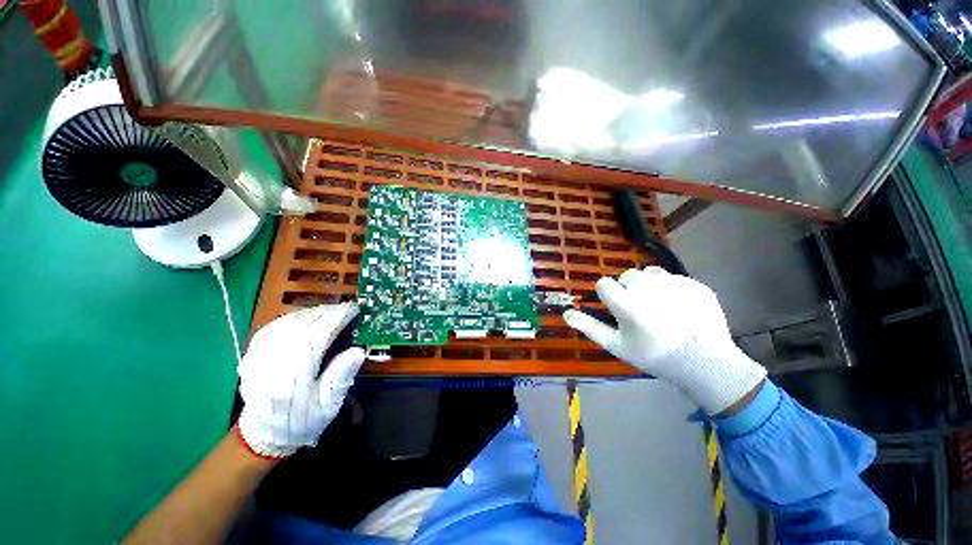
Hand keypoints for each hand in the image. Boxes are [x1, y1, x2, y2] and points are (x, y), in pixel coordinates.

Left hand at [236, 303, 364, 457]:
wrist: (264, 435)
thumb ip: (341, 377)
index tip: (353, 309)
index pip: (317, 336)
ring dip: (310, 312)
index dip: (337, 319)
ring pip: (286, 323)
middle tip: (346, 308)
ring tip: (330, 310)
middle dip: (326, 312)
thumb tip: (357, 350)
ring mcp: (258, 357)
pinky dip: (291, 318)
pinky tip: (304, 317)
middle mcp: (272, 363)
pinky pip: (272, 327)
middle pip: (301, 325)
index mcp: (293, 377)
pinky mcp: (251, 355)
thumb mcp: (328, 406)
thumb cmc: (302, 420)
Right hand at [563, 266, 764, 414]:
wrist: (705, 363)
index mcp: (627, 303)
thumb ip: (589, 327)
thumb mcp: (616, 345)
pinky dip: (671, 289)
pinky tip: (679, 308)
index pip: (604, 283)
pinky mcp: (695, 284)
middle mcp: (648, 287)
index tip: (617, 308)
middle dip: (628, 289)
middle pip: (627, 275)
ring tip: (659, 306)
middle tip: (640, 310)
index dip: (608, 295)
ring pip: (650, 273)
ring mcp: (674, 283)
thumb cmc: (653, 355)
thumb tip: (566, 313)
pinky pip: (674, 278)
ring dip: (649, 285)